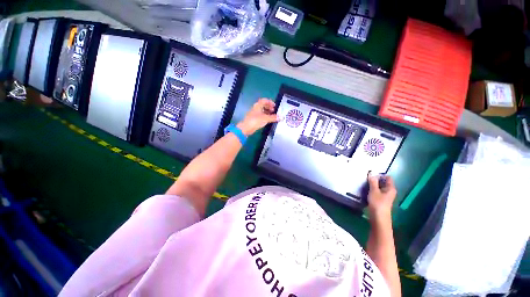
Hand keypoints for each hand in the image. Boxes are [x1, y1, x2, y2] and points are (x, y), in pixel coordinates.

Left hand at [237, 98, 278, 135]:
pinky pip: (260, 116)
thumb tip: (281, 117)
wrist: (246, 128)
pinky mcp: (253, 119)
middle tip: (274, 111)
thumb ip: (273, 117)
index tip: (275, 105)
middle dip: (269, 107)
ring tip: (272, 116)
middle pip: (263, 105)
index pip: (264, 100)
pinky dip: (264, 117)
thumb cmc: (255, 121)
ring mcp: (254, 114)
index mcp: (258, 105)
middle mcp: (255, 108)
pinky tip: (267, 121)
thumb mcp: (266, 118)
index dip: (270, 102)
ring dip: (267, 112)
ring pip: (261, 111)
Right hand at [367, 173, 396, 218]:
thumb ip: (373, 182)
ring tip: (365, 184)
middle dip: (375, 180)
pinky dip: (372, 190)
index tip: (371, 175)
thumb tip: (372, 173)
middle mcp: (390, 191)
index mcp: (391, 188)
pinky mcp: (381, 200)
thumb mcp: (374, 191)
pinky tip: (366, 191)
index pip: (388, 178)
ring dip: (373, 185)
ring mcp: (385, 196)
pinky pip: (377, 192)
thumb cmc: (378, 203)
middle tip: (366, 179)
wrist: (378, 218)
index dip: (380, 175)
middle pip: (383, 182)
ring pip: (379, 187)